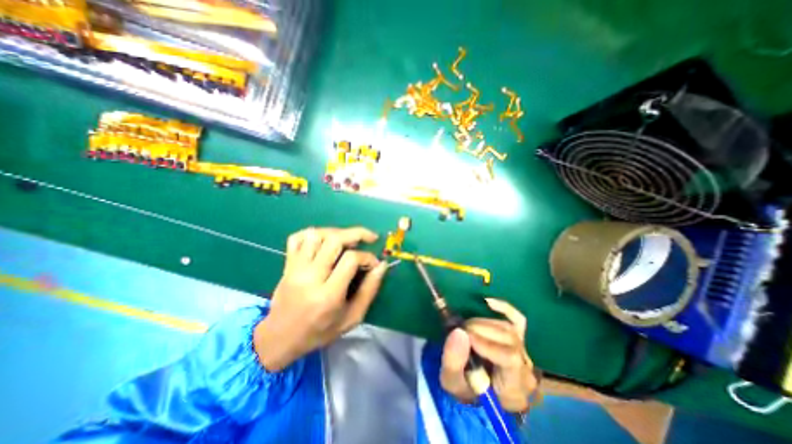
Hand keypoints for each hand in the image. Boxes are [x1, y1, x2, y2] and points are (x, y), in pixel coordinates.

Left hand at [254, 226, 387, 370]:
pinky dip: (313, 233)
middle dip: (357, 234)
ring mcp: (295, 269)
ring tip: (348, 240)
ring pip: (316, 235)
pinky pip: (297, 238)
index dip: (367, 257)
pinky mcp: (287, 265)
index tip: (374, 263)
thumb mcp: (352, 318)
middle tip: (370, 237)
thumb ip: (369, 290)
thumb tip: (382, 266)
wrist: (280, 338)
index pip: (351, 259)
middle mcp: (310, 277)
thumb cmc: (320, 331)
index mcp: (328, 294)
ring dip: (336, 233)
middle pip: (334, 240)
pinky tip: (324, 240)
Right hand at [440, 298, 537, 411]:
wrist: (474, 388)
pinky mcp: (519, 338)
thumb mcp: (451, 381)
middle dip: (480, 330)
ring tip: (466, 327)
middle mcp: (526, 369)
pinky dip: (504, 308)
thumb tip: (459, 331)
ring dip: (483, 323)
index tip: (466, 337)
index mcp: (514, 388)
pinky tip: (488, 302)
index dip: (488, 344)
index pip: (511, 359)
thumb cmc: (464, 388)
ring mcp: (524, 351)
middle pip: (509, 340)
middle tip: (460, 330)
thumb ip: (453, 361)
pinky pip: (518, 319)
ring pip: (508, 328)